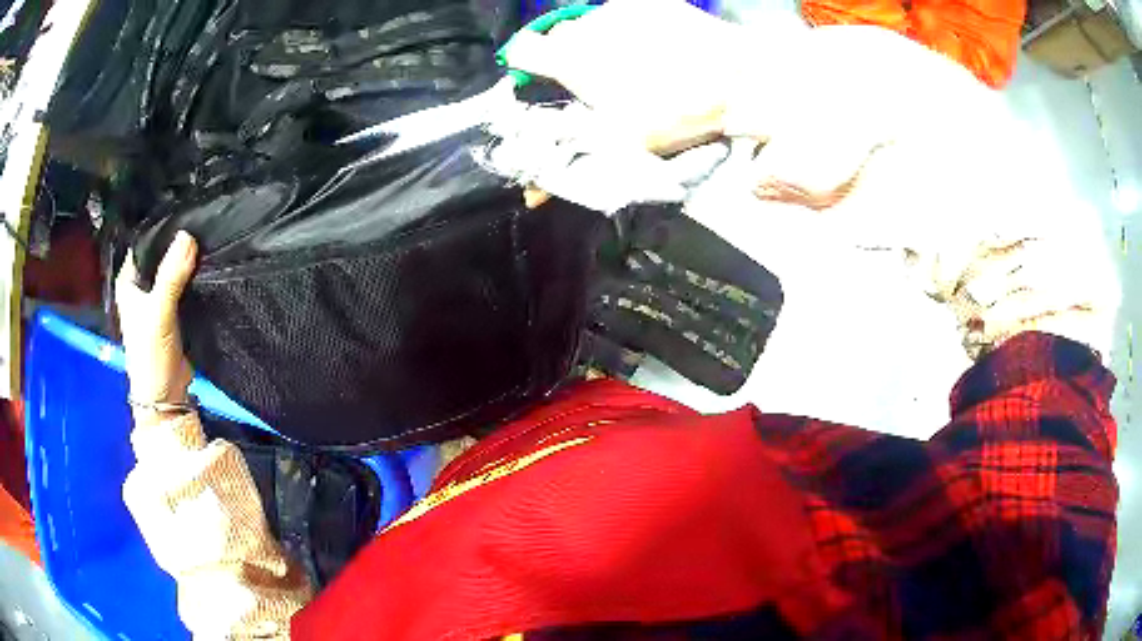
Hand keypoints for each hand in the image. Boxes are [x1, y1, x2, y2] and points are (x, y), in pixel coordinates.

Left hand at [115, 231, 197, 413]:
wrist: (166, 396)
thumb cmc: (151, 355)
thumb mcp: (159, 313)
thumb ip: (171, 276)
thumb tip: (188, 235)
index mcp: (128, 281)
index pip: (144, 243)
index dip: (162, 229)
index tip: (185, 212)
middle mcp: (141, 285)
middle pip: (160, 254)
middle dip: (178, 243)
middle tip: (202, 222)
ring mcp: (157, 299)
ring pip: (173, 269)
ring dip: (187, 261)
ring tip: (208, 238)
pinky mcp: (173, 311)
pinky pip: (183, 285)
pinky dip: (193, 277)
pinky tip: (207, 265)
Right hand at [503, 0, 748, 154]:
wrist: (736, 80)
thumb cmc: (675, 114)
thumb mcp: (622, 145)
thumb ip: (572, 162)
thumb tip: (529, 198)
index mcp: (572, 60)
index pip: (523, 49)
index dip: (529, 64)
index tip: (546, 78)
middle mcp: (587, 27)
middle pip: (562, 36)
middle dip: (573, 55)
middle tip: (602, 78)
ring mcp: (619, 8)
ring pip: (594, 23)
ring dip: (604, 41)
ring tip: (637, 61)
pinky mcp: (649, 0)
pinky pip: (625, 11)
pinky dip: (631, 27)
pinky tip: (657, 44)